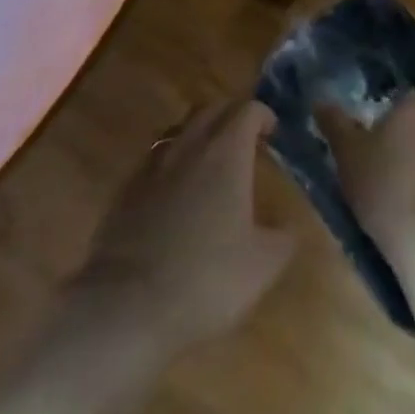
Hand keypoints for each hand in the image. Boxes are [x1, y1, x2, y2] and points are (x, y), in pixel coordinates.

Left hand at [69, 100, 295, 361]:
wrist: (128, 304)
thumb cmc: (206, 278)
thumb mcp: (262, 266)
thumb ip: (282, 238)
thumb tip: (287, 225)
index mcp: (226, 152)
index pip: (247, 110)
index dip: (263, 115)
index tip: (273, 132)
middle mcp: (189, 145)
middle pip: (212, 109)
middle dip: (232, 116)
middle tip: (245, 139)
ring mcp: (153, 163)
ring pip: (180, 129)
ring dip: (200, 134)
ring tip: (210, 161)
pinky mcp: (127, 187)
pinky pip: (156, 158)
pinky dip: (173, 162)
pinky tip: (176, 192)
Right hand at [333, 94, 414, 266]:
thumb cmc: (382, 186)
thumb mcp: (346, 153)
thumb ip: (333, 122)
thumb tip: (320, 101)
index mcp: (411, 106)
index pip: (392, 94)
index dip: (373, 107)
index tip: (357, 126)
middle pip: (407, 119)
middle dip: (389, 132)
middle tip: (365, 152)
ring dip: (405, 155)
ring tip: (381, 178)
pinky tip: (403, 198)